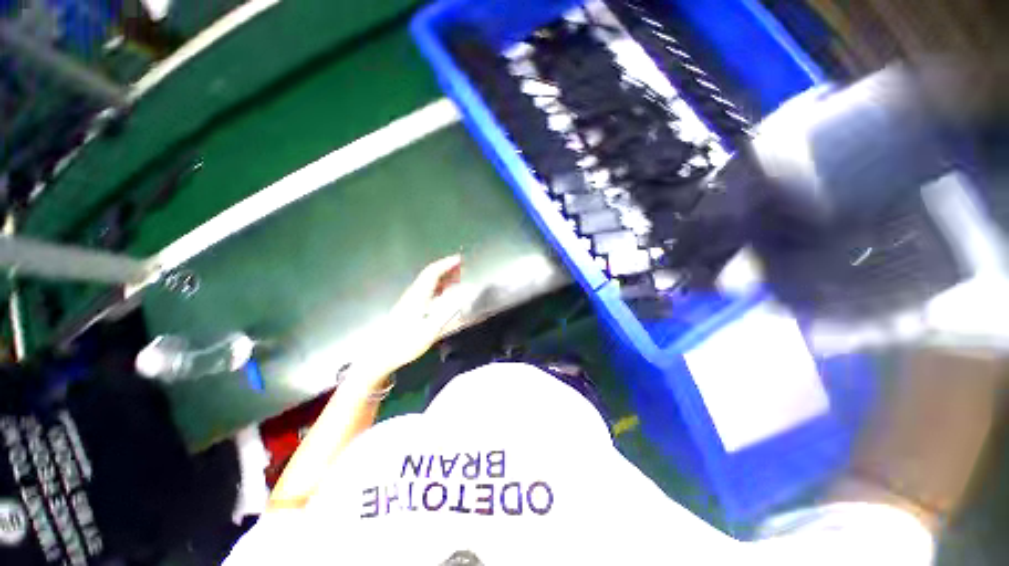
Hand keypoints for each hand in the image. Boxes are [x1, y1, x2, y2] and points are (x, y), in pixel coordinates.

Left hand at [372, 255, 467, 376]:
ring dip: (443, 277)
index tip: (460, 259)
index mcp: (418, 295)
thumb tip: (464, 295)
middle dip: (446, 268)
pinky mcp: (409, 307)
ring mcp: (410, 300)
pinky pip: (426, 290)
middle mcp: (413, 294)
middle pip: (430, 275)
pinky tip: (444, 294)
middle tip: (462, 267)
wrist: (382, 354)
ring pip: (428, 282)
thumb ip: (448, 311)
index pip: (433, 273)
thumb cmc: (406, 342)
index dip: (446, 264)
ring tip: (457, 278)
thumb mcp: (431, 329)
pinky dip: (438, 287)